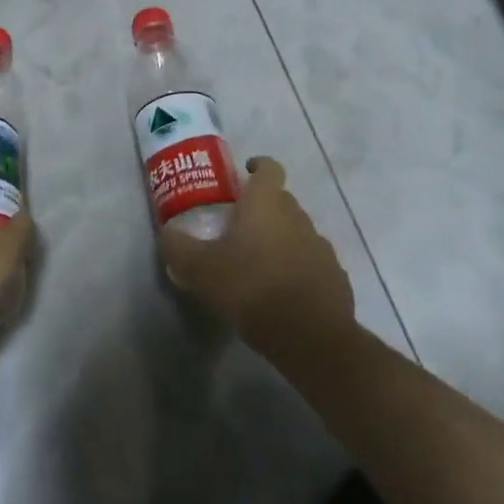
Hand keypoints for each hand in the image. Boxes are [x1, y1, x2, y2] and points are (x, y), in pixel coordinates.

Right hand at [160, 157, 353, 353]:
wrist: (310, 338)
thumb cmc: (250, 288)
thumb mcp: (199, 269)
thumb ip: (178, 247)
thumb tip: (168, 233)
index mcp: (266, 204)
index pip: (269, 167)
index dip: (258, 166)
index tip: (244, 174)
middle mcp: (298, 217)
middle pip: (282, 200)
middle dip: (263, 207)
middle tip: (238, 226)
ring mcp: (321, 247)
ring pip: (298, 231)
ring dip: (281, 239)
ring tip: (259, 264)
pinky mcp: (336, 278)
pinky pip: (312, 263)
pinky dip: (298, 269)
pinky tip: (282, 292)